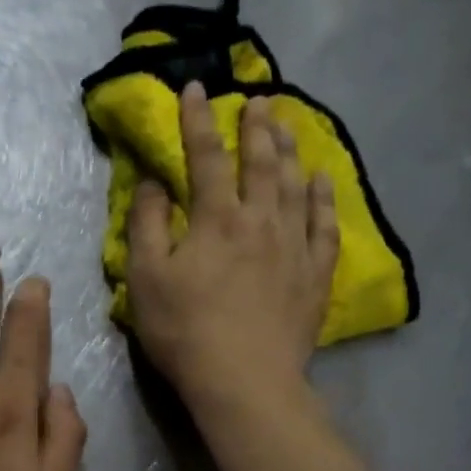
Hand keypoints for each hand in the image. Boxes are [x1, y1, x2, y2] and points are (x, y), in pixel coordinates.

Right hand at [126, 81, 338, 407]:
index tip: (196, 89)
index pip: (207, 157)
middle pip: (261, 162)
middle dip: (257, 126)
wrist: (244, 381)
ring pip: (295, 185)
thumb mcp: (145, 278)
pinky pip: (324, 226)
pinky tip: (320, 181)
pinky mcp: (315, 274)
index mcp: (216, 219)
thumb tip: (154, 183)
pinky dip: (322, 199)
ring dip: (290, 151)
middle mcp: (261, 220)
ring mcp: (294, 246)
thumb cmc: (185, 330)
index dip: (199, 121)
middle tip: (260, 98)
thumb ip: (146, 225)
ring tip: (288, 126)